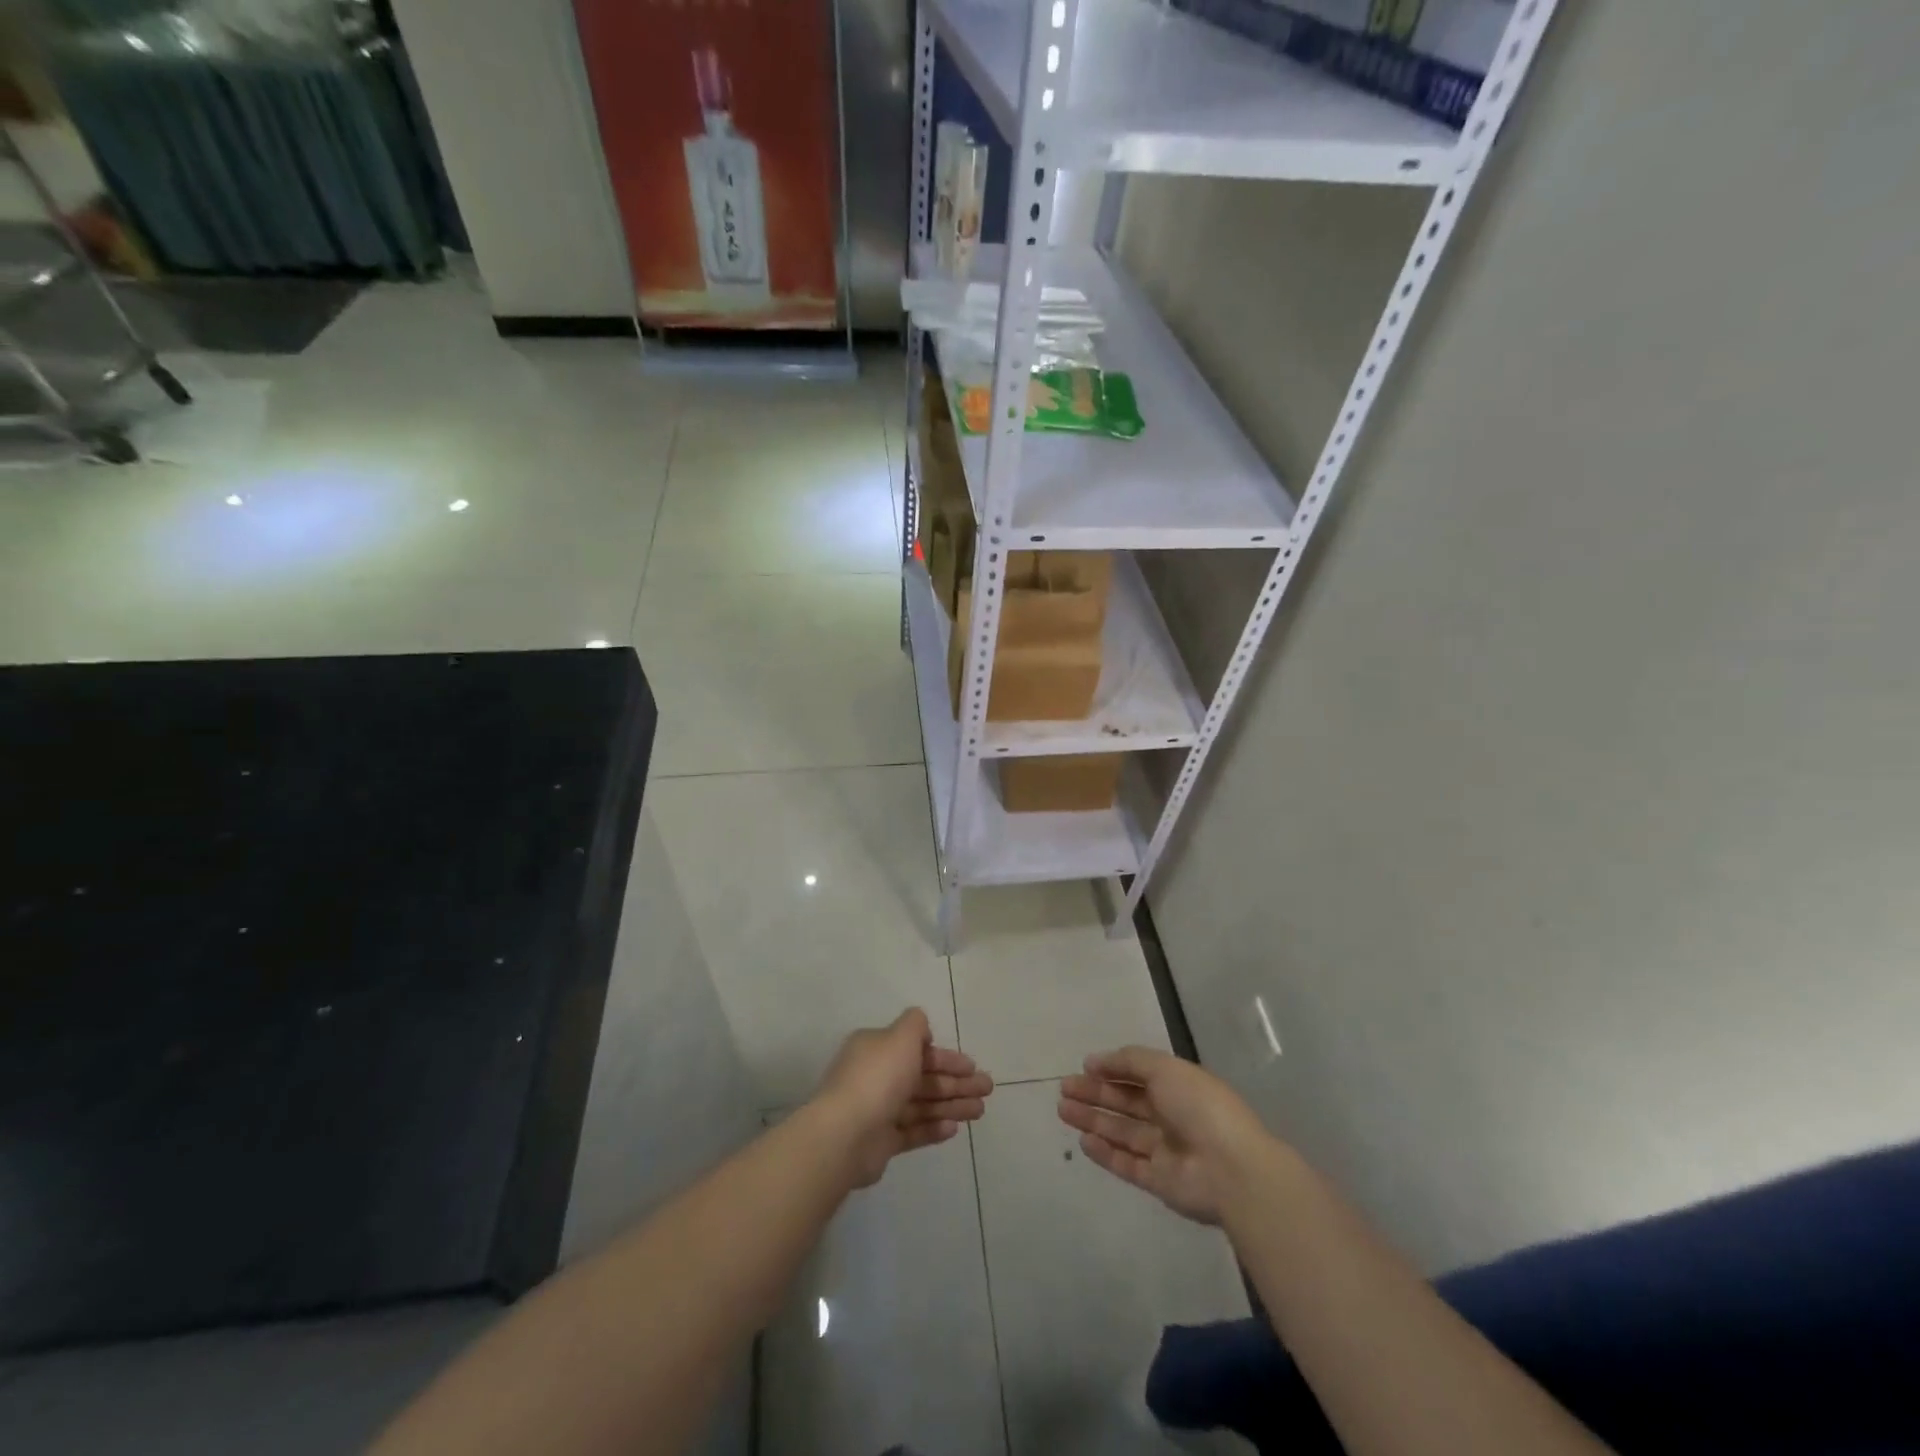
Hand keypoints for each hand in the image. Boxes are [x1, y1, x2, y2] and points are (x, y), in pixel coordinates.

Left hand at [814, 1009, 993, 1187]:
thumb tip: (923, 1031)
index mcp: (876, 1049)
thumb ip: (915, 1026)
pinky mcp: (881, 1142)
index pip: (917, 1049)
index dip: (947, 1057)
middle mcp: (876, 1076)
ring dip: (952, 1105)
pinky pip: (912, 1131)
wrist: (846, 1134)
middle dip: (956, 1082)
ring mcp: (878, 1110)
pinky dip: (933, 1128)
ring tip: (980, 1111)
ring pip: (922, 1104)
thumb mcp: (900, 1037)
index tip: (972, 1066)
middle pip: (923, 1078)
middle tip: (987, 1089)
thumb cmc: (877, 1078)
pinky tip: (954, 1128)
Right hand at [1058, 1046, 1271, 1224]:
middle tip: (1064, 1089)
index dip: (1111, 1069)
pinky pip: (1127, 1163)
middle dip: (1095, 1094)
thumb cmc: (1199, 1108)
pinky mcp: (1159, 1181)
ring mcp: (1165, 1150)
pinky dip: (1105, 1153)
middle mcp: (1171, 1116)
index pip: (1138, 1075)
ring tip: (1063, 1110)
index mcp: (1178, 1086)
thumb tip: (1095, 1061)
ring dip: (1093, 1120)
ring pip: (1122, 1131)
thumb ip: (1129, 1061)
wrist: (1232, 1170)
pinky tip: (1083, 1141)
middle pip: (1126, 1103)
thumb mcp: (1165, 1068)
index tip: (1084, 1066)